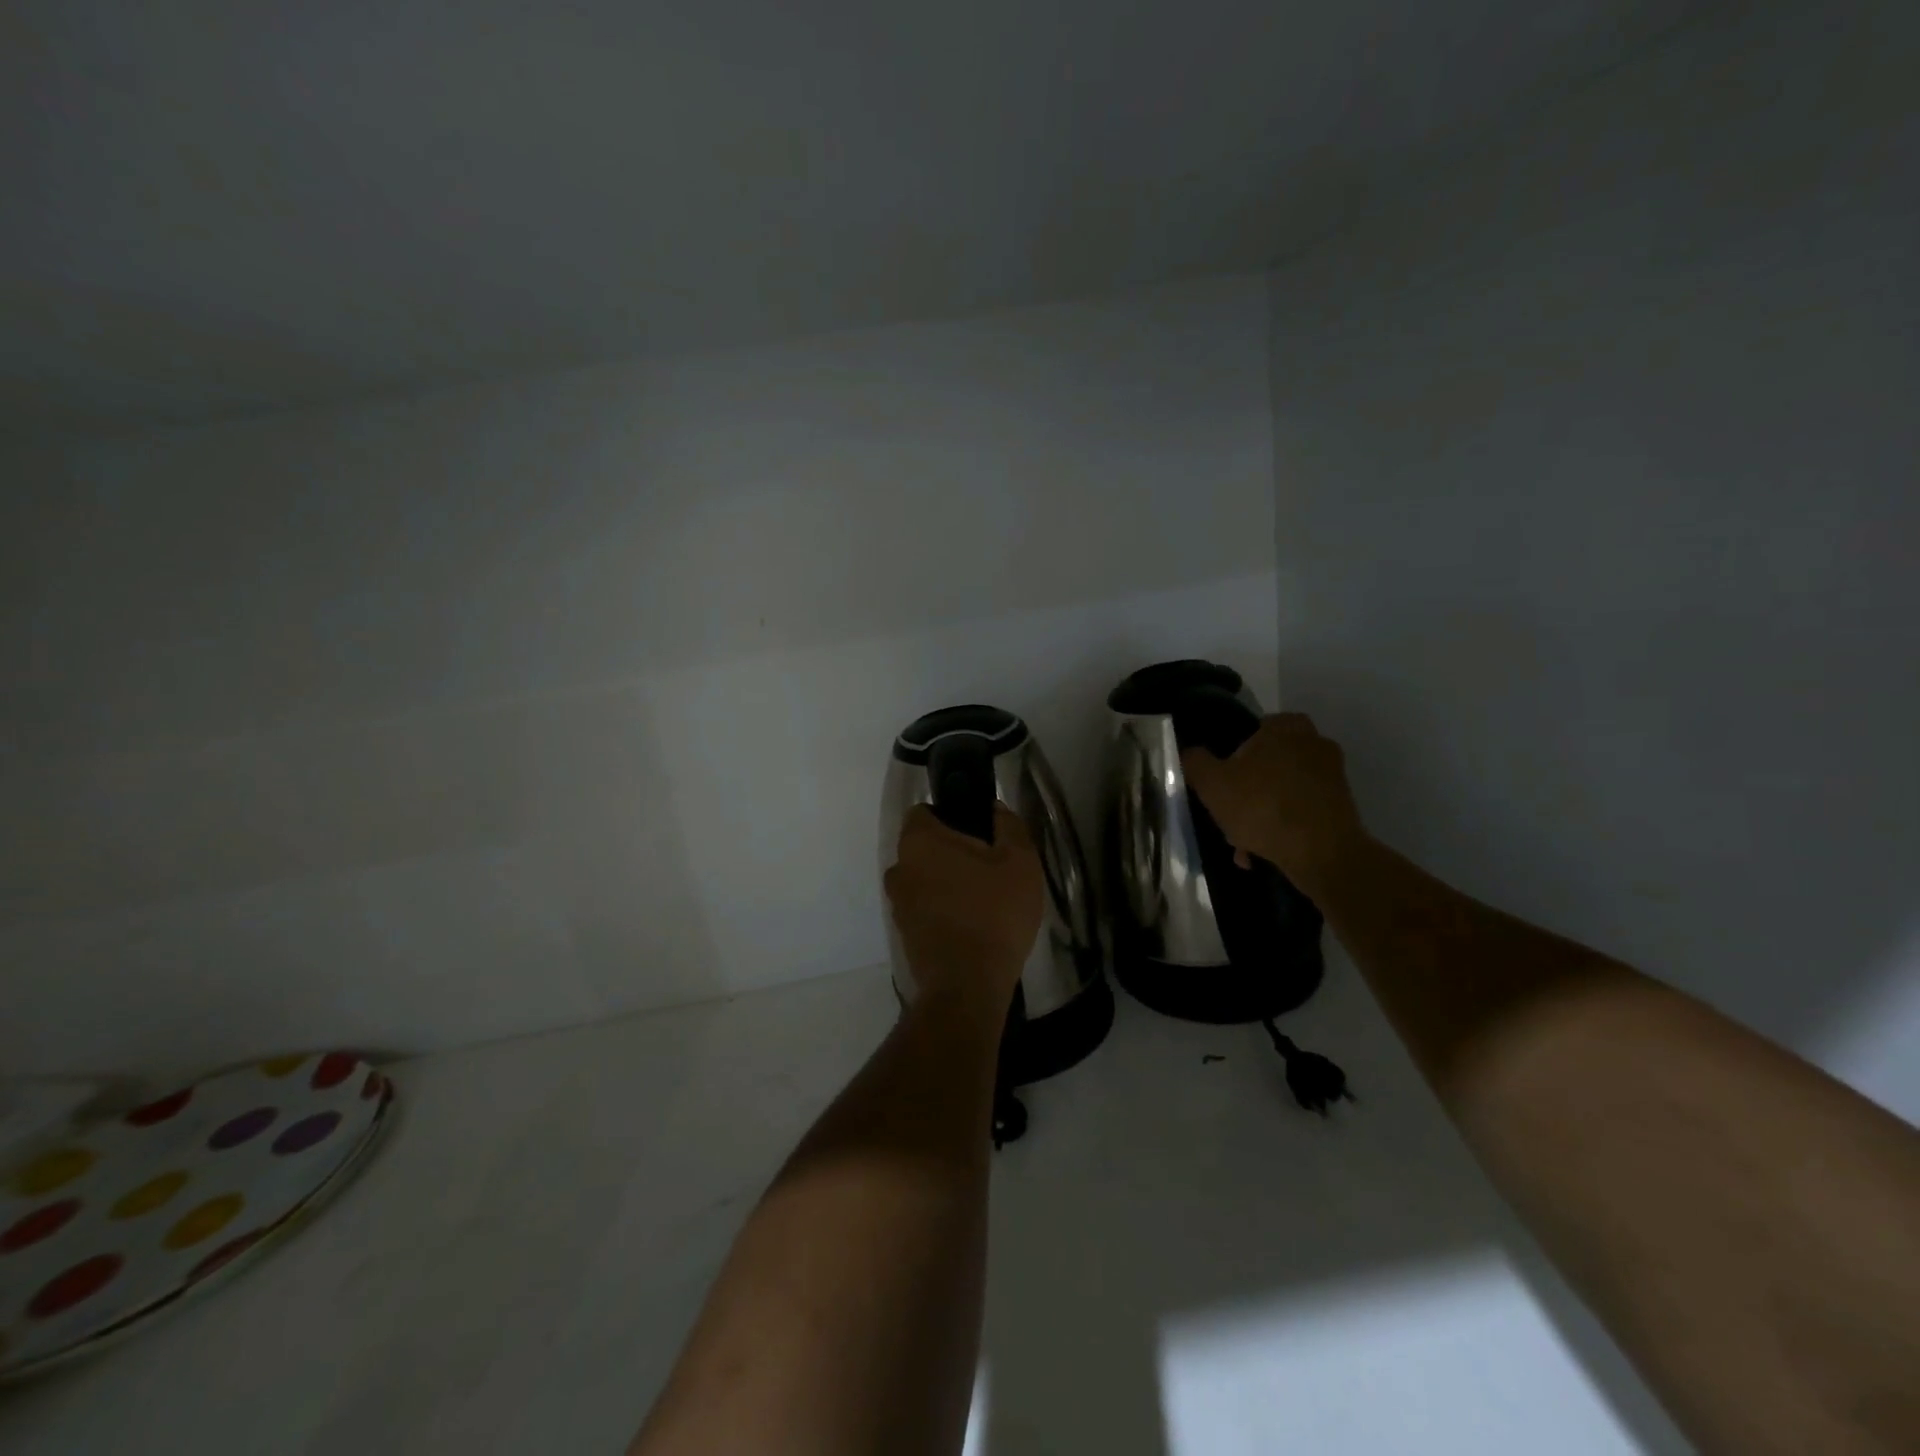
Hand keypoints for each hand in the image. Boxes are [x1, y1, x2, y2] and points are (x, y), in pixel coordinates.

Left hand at [885, 804, 1043, 1013]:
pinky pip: (923, 907)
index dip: (949, 815)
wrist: (968, 985)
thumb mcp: (1020, 861)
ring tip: (981, 898)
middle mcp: (899, 867)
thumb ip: (1008, 826)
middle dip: (949, 850)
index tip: (977, 830)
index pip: (923, 811)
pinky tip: (971, 923)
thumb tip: (995, 810)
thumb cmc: (994, 913)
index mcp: (920, 841)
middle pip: (923, 846)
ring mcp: (897, 903)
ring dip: (944, 882)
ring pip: (922, 878)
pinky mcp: (904, 933)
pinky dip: (941, 909)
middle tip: (987, 866)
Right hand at [1180, 713, 1368, 893]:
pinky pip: (1299, 813)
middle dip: (1245, 792)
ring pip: (1280, 793)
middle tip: (1228, 816)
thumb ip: (1195, 762)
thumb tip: (1190, 753)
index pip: (1251, 730)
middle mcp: (1314, 744)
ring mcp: (1332, 777)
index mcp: (1286, 727)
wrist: (1323, 854)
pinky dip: (1281, 829)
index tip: (1220, 781)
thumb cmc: (1263, 807)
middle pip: (1265, 765)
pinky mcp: (1342, 808)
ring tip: (1243, 845)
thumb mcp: (1212, 783)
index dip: (1231, 756)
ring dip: (1261, 815)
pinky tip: (1263, 854)